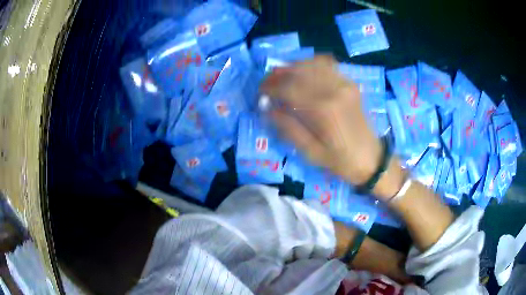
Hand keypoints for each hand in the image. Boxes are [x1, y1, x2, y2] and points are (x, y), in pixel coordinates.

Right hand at [261, 56, 381, 185]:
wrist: (372, 159)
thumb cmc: (341, 161)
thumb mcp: (311, 153)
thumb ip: (288, 129)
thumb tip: (267, 110)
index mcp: (323, 110)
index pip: (288, 88)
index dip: (270, 88)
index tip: (260, 93)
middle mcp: (333, 90)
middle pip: (299, 72)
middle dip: (278, 75)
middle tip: (267, 83)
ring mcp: (344, 84)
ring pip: (312, 64)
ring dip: (293, 67)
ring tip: (282, 76)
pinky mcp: (350, 84)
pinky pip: (327, 65)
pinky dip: (311, 65)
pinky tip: (303, 73)